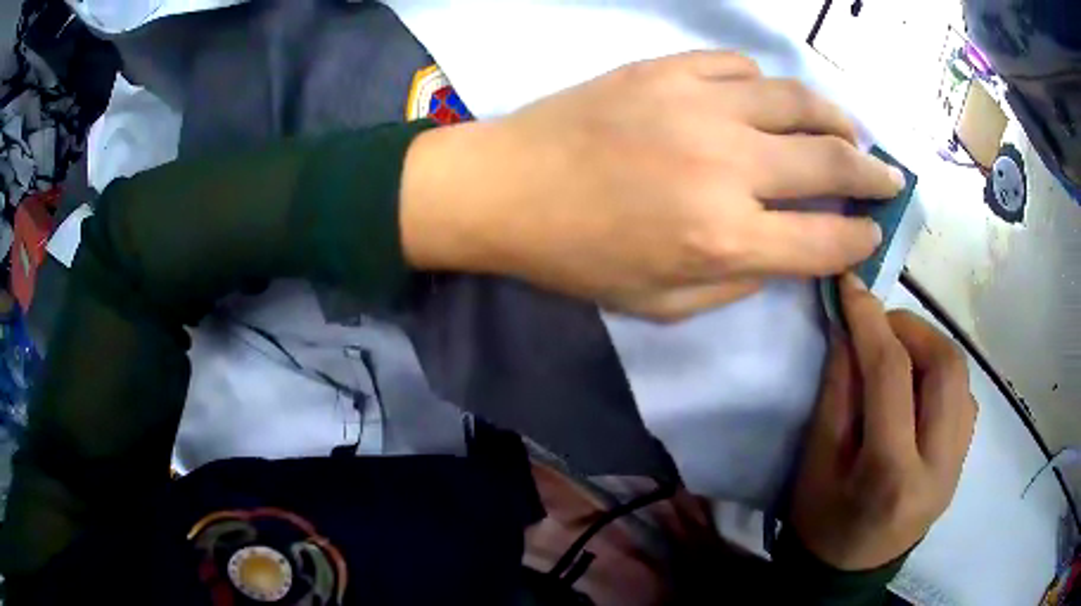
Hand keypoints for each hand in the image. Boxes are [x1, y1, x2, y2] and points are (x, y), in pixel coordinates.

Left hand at [401, 51, 905, 319]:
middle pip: (831, 161)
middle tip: (889, 177)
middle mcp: (727, 166)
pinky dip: (766, 86)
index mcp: (726, 237)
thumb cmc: (576, 258)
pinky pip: (739, 67)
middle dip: (874, 174)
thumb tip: (786, 249)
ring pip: (798, 99)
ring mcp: (698, 105)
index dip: (860, 238)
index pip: (826, 239)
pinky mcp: (666, 69)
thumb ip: (738, 280)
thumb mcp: (662, 304)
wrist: (505, 188)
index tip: (873, 231)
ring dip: (836, 119)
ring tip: (850, 132)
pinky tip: (767, 101)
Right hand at [791, 274, 977, 569]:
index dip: (871, 322)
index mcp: (892, 476)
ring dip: (930, 347)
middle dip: (912, 328)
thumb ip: (837, 395)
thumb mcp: (815, 465)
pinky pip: (963, 398)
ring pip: (961, 377)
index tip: (851, 287)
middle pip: (946, 367)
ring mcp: (958, 465)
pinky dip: (941, 375)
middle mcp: (939, 467)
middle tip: (880, 326)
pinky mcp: (963, 462)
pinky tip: (918, 387)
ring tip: (898, 352)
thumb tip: (849, 333)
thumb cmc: (821, 526)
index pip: (892, 377)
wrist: (850, 573)